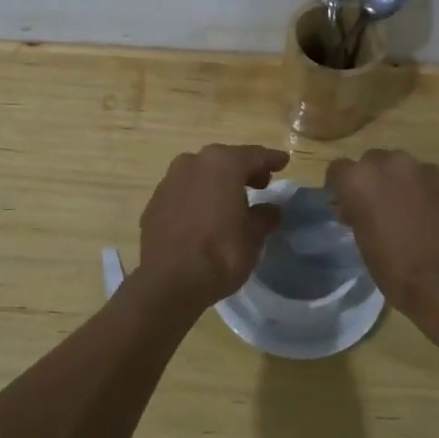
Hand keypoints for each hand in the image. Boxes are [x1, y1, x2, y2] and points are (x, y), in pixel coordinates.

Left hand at [138, 144, 289, 309]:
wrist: (168, 281)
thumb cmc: (220, 253)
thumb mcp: (253, 237)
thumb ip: (264, 217)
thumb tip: (270, 210)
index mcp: (223, 164)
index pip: (254, 156)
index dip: (271, 159)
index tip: (283, 161)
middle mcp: (194, 162)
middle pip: (225, 160)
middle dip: (243, 170)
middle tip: (261, 184)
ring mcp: (170, 180)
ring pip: (201, 174)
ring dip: (218, 182)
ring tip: (232, 201)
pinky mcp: (155, 201)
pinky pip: (184, 192)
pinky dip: (198, 197)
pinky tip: (205, 215)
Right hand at [325, 150, 438, 362]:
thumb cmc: (400, 272)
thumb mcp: (365, 246)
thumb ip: (358, 216)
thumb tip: (354, 209)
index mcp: (362, 180)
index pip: (338, 170)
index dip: (340, 188)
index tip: (345, 205)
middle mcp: (393, 164)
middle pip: (374, 162)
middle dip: (373, 181)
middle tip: (379, 209)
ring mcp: (427, 170)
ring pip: (406, 170)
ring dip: (403, 186)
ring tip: (411, 215)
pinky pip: (433, 182)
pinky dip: (430, 195)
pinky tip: (437, 221)